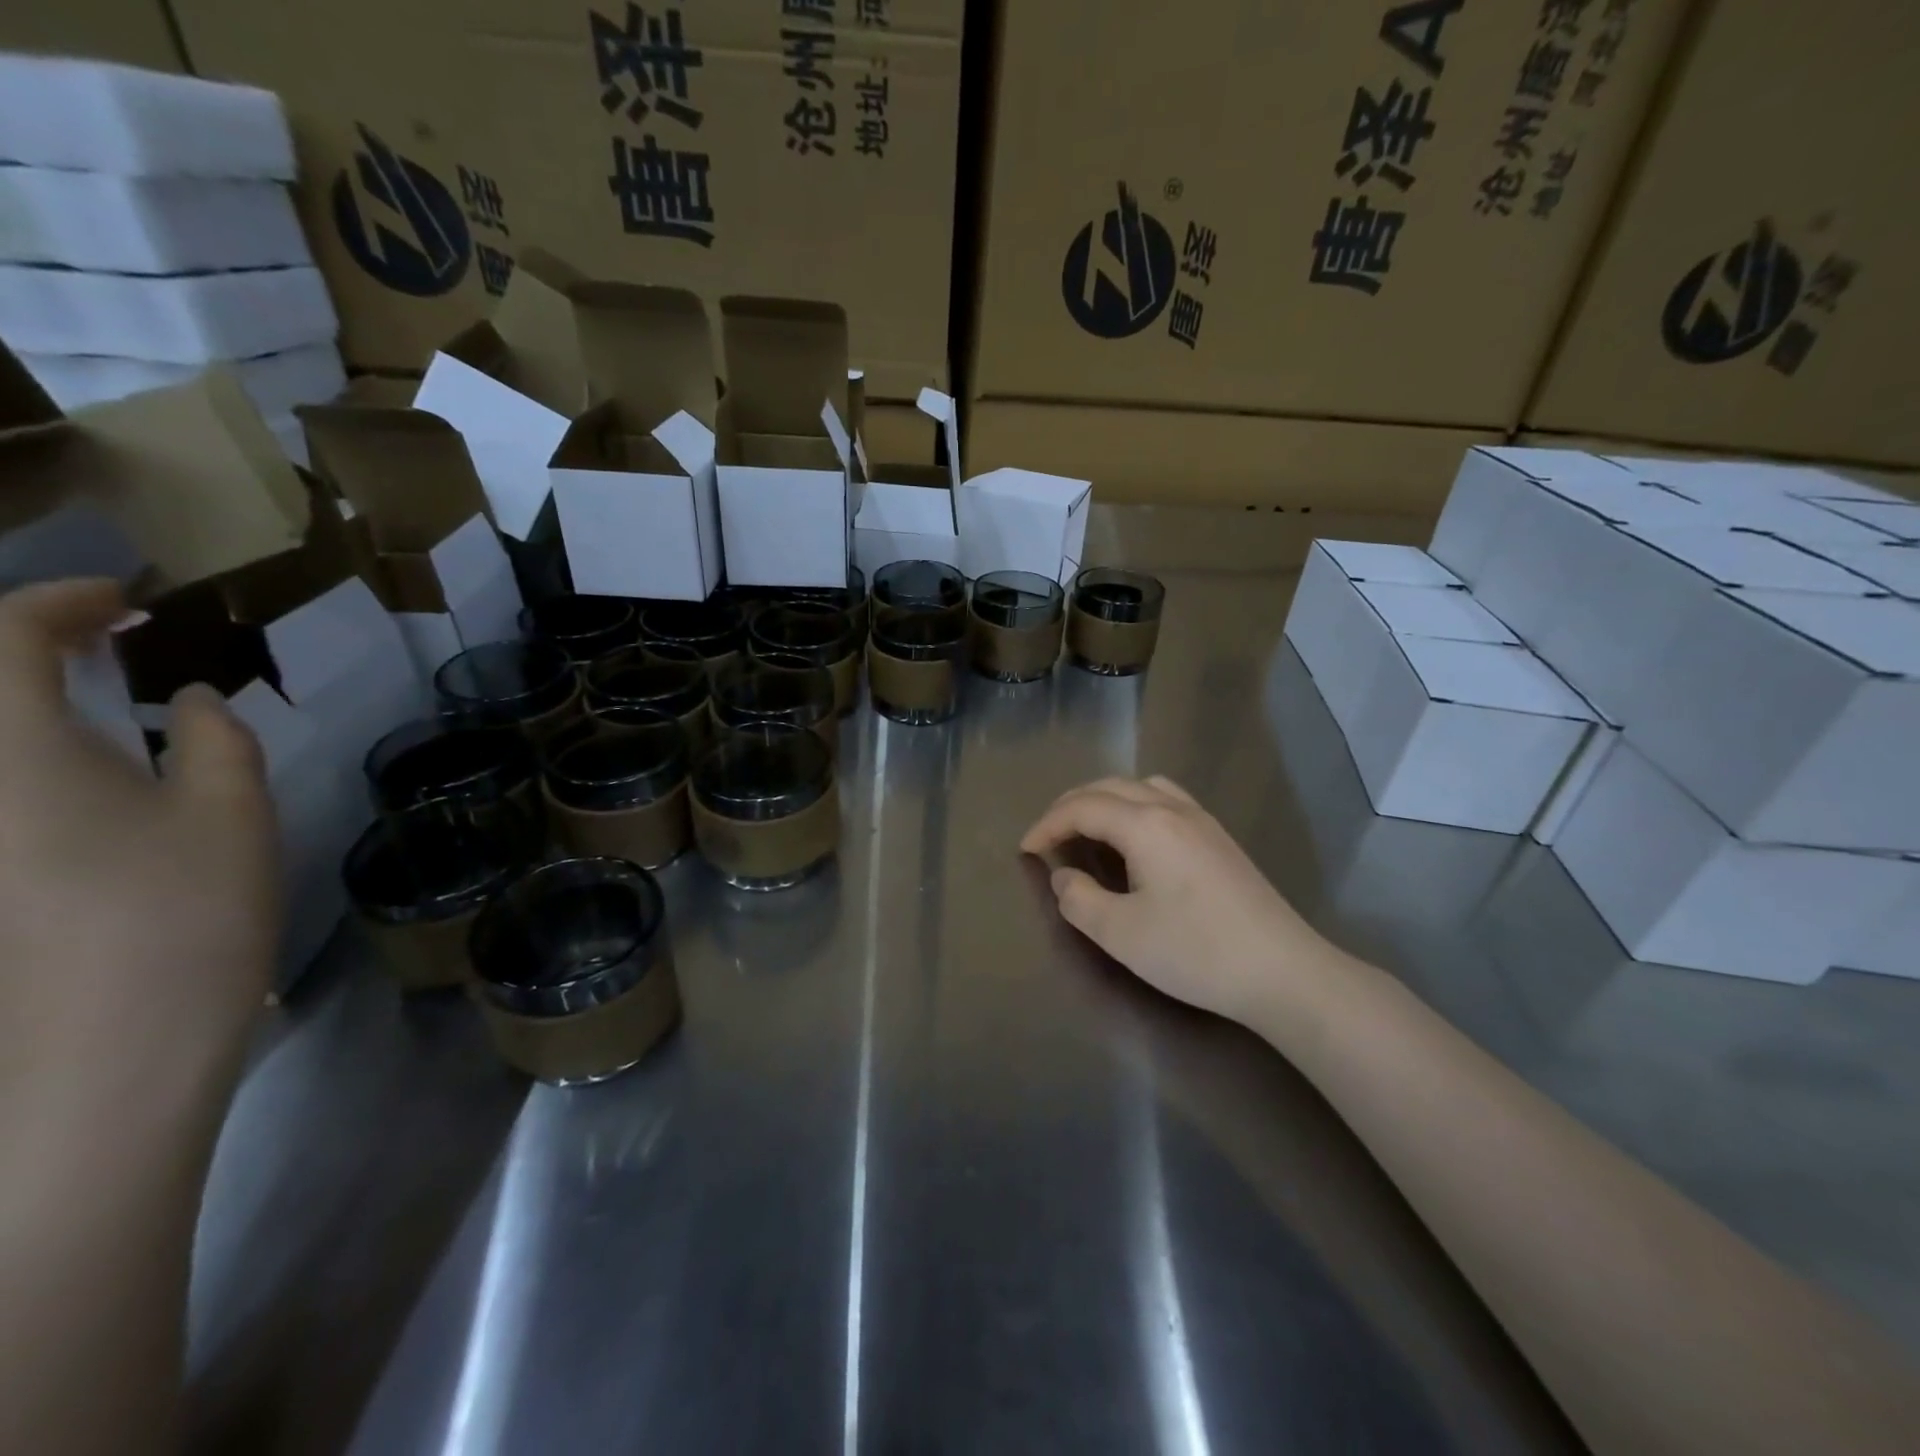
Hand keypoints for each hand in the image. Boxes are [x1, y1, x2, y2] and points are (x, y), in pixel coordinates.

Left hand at [0, 580, 278, 1104]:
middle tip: (101, 643)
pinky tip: (77, 775)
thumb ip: (211, 737)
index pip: (0, 636)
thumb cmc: (182, 914)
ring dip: (22, 704)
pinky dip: (25, 757)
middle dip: (21, 646)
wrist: (110, 1050)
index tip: (128, 601)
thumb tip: (184, 700)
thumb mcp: (230, 811)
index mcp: (6, 750)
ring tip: (86, 700)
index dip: (61, 601)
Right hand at [1021, 776, 1333, 1024]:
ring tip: (1088, 828)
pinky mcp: (1220, 839)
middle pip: (1109, 787)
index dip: (1047, 824)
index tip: (1024, 850)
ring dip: (1105, 799)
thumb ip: (1078, 900)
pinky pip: (1166, 799)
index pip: (1082, 807)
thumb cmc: (1195, 951)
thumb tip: (1063, 877)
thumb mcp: (1120, 934)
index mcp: (1145, 825)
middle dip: (1070, 805)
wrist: (1283, 971)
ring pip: (1141, 786)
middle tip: (1048, 835)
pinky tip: (1137, 838)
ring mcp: (1202, 820)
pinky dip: (1135, 805)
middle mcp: (1173, 809)